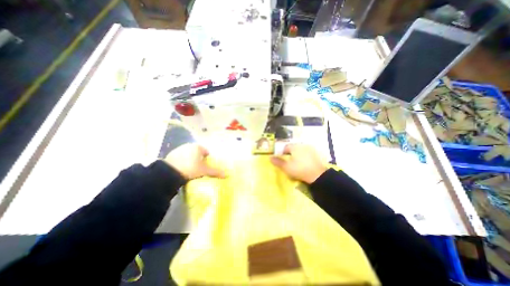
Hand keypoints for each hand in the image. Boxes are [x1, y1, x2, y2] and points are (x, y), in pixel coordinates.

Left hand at [164, 144, 225, 179]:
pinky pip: (181, 157)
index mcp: (198, 147)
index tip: (206, 165)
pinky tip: (182, 168)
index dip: (207, 158)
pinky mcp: (171, 154)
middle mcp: (189, 146)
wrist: (170, 172)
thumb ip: (215, 172)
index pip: (206, 151)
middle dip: (199, 158)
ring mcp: (179, 149)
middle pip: (197, 152)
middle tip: (199, 168)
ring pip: (189, 154)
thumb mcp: (204, 171)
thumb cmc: (190, 168)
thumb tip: (227, 175)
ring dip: (191, 159)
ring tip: (190, 169)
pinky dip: (183, 161)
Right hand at [271, 144, 326, 184]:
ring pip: (300, 150)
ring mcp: (310, 149)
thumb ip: (278, 162)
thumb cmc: (299, 170)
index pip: (286, 147)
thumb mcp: (286, 167)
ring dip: (297, 154)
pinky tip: (304, 163)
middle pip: (293, 148)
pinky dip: (303, 156)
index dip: (282, 153)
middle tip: (289, 161)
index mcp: (295, 147)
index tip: (282, 159)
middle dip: (290, 153)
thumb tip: (270, 158)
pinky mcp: (315, 154)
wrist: (317, 175)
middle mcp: (302, 145)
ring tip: (296, 163)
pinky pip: (306, 153)